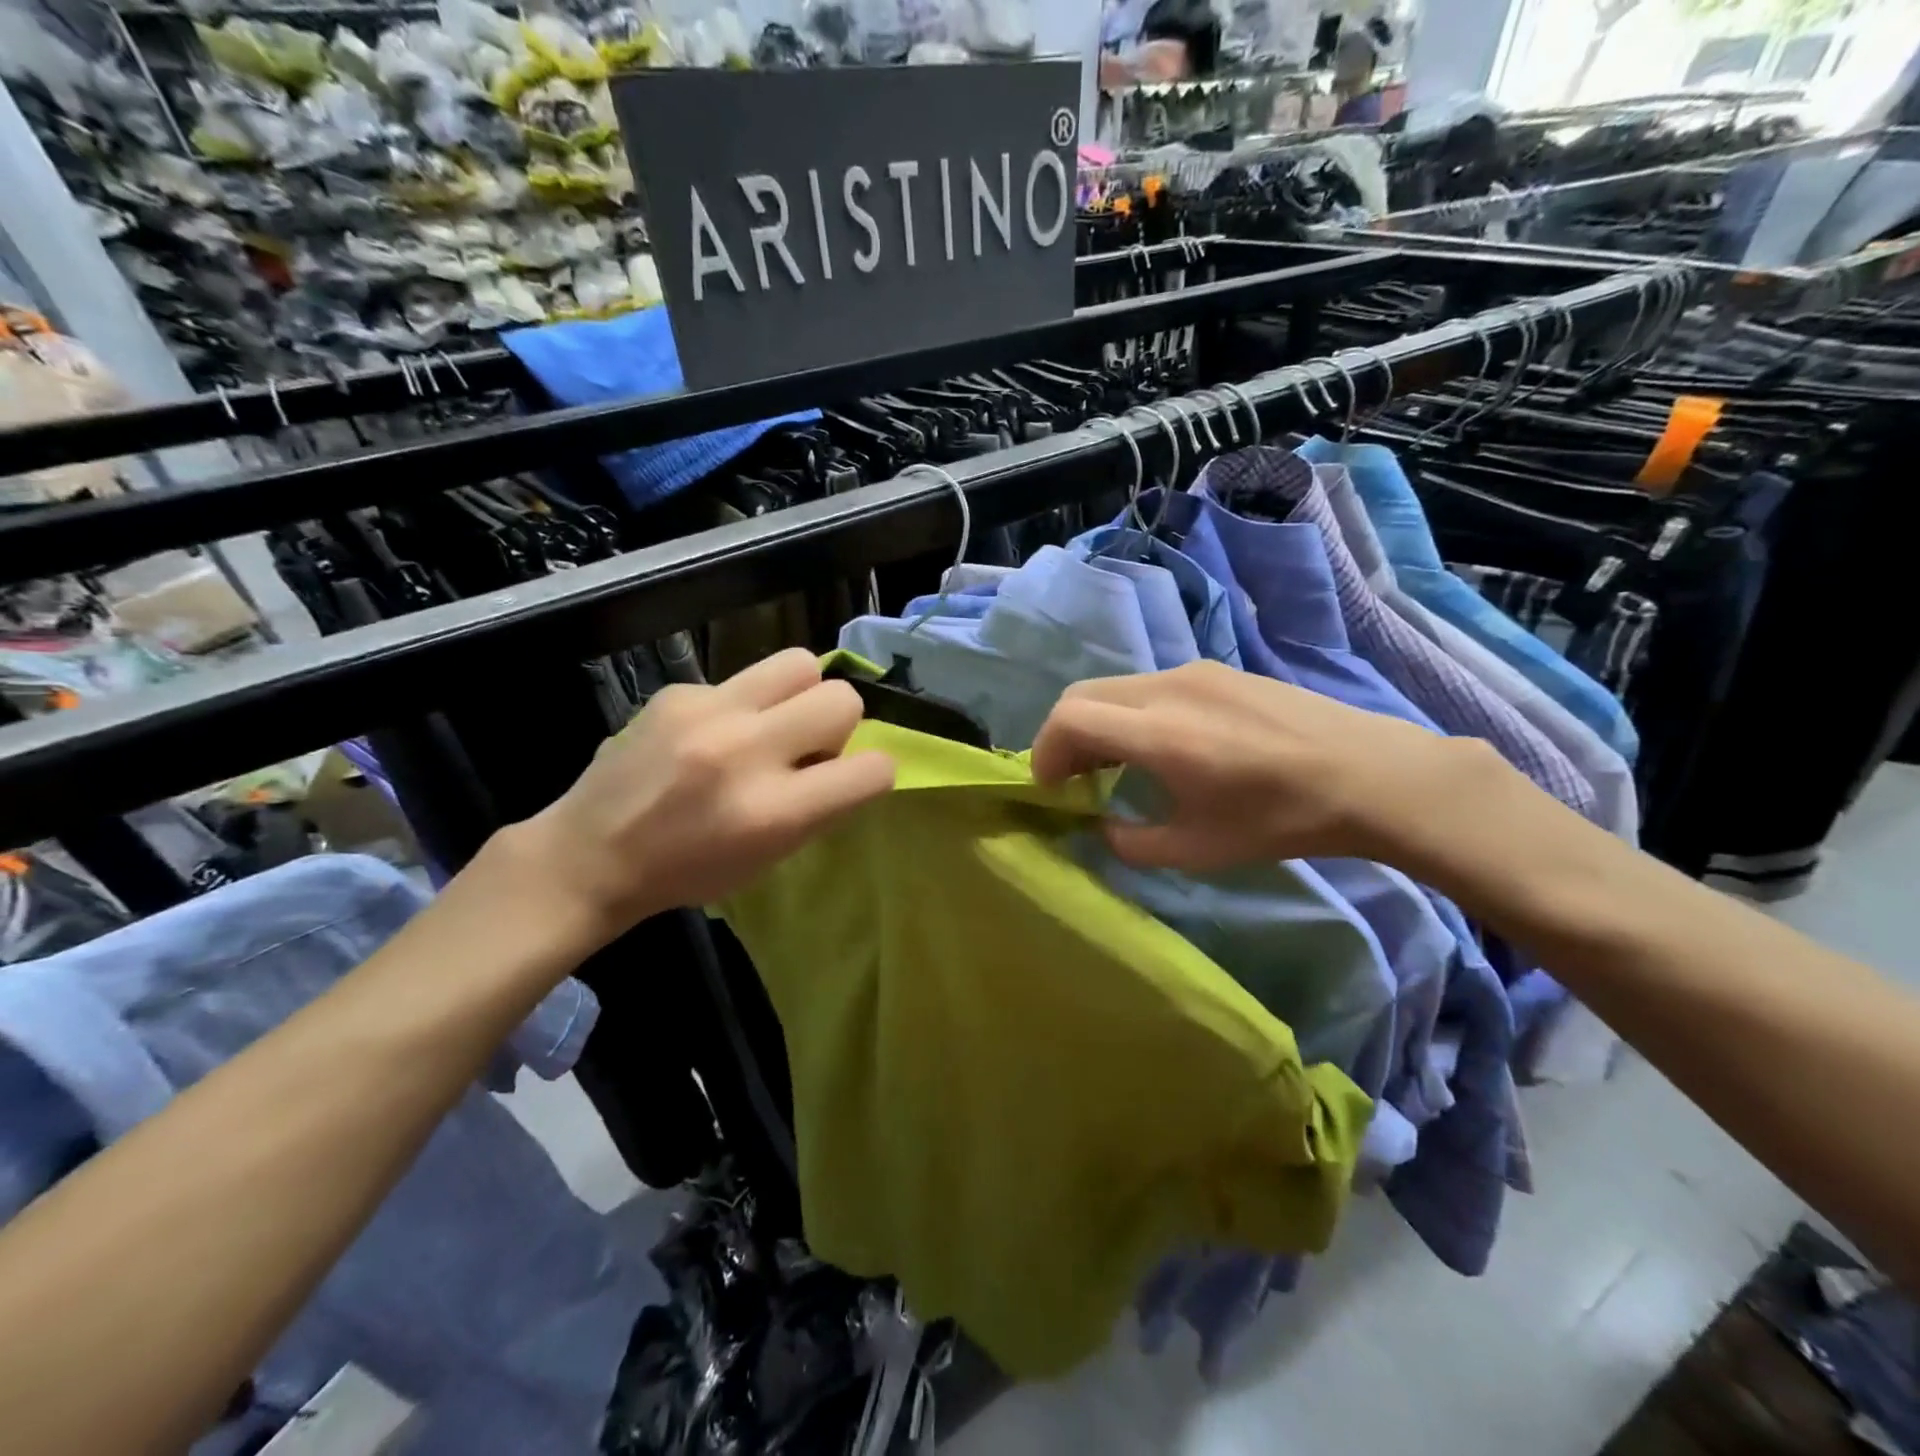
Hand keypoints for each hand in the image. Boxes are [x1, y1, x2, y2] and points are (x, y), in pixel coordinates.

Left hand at [519, 649, 894, 944]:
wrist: (591, 854)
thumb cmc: (688, 870)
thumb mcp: (769, 858)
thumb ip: (818, 807)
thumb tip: (845, 759)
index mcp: (774, 812)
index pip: (871, 769)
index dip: (872, 773)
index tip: (849, 779)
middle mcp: (747, 752)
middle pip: (842, 698)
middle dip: (839, 723)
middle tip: (805, 747)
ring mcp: (709, 712)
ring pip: (801, 663)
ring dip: (801, 694)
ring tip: (771, 722)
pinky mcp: (679, 691)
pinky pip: (742, 679)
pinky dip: (742, 705)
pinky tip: (709, 732)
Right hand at [1030, 661, 1505, 872]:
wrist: (1370, 775)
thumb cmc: (1282, 818)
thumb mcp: (1199, 849)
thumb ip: (1132, 842)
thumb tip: (1104, 827)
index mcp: (1159, 733)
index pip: (1069, 718)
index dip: (1044, 753)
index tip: (1051, 788)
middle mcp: (1167, 688)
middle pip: (1082, 694)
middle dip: (1063, 736)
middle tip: (1074, 779)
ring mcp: (1195, 671)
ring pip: (1116, 688)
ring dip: (1098, 724)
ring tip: (1116, 766)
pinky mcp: (1218, 670)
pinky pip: (1150, 686)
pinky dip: (1130, 714)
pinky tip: (1162, 747)